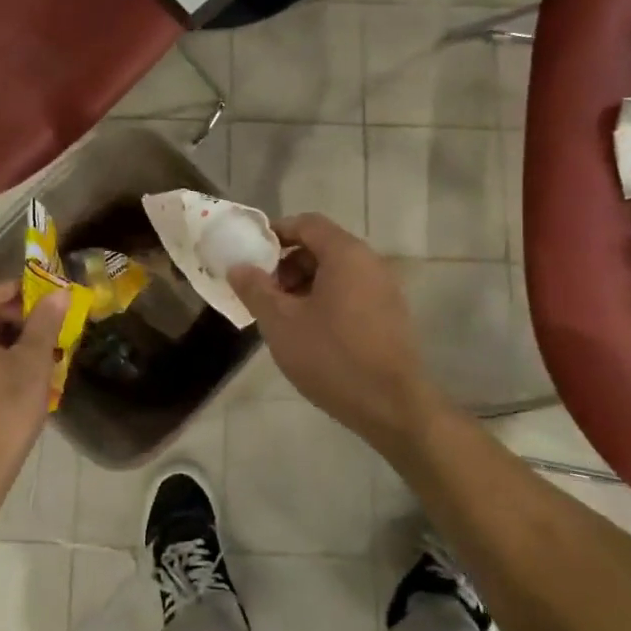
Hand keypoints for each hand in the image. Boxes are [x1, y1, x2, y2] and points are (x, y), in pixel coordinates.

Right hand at [228, 214, 440, 449]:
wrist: (392, 406)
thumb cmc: (331, 356)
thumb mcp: (281, 322)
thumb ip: (255, 289)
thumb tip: (238, 266)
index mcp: (346, 254)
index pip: (307, 223)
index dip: (275, 233)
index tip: (251, 256)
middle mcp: (370, 262)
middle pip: (322, 246)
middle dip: (287, 264)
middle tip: (264, 292)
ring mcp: (385, 289)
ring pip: (336, 272)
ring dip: (305, 285)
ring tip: (283, 316)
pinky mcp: (390, 315)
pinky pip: (351, 292)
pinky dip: (326, 300)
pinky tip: (310, 332)